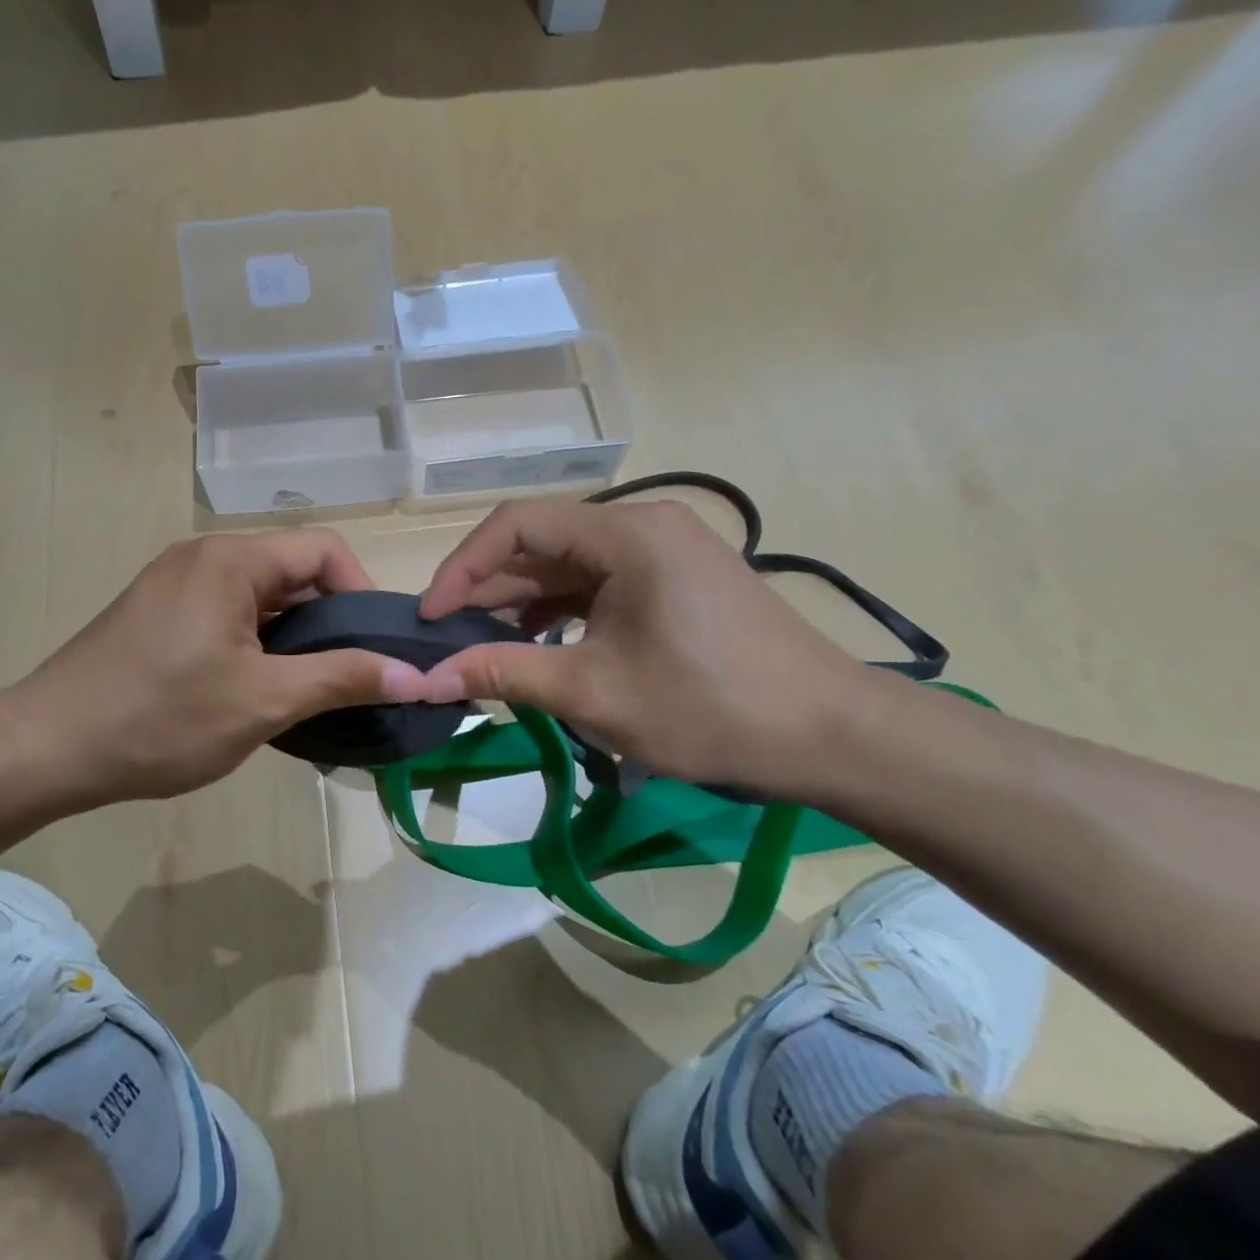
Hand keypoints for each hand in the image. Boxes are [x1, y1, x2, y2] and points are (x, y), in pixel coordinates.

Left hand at [3, 530, 424, 813]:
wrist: (47, 747)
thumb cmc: (161, 719)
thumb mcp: (264, 701)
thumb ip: (343, 679)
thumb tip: (416, 674)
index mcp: (231, 560)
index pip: (324, 551)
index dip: (362, 594)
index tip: (374, 650)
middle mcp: (203, 556)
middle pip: (292, 572)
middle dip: (329, 621)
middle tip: (348, 679)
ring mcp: (174, 583)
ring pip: (260, 598)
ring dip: (293, 638)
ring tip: (308, 691)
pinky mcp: (157, 613)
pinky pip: (227, 614)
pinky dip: (256, 644)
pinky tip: (258, 690)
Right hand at [415, 499, 883, 796]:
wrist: (831, 736)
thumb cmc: (709, 708)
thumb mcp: (593, 692)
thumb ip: (503, 673)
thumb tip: (428, 678)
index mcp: (626, 533)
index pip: (517, 523)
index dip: (462, 566)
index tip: (430, 616)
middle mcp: (643, 525)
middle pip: (541, 542)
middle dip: (487, 589)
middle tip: (446, 638)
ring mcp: (663, 551)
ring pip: (568, 565)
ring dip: (520, 603)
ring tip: (482, 647)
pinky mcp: (675, 579)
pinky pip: (598, 583)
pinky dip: (560, 611)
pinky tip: (537, 646)